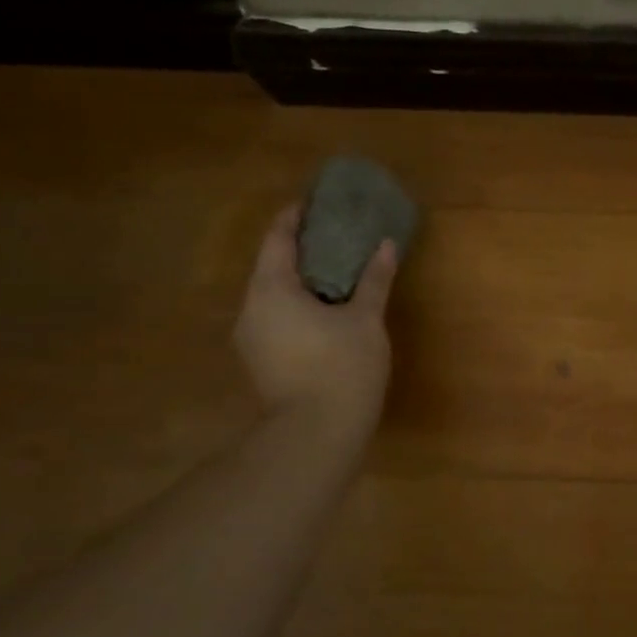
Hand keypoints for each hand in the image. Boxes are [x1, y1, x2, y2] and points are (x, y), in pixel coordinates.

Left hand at [233, 204, 397, 443]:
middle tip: (333, 237)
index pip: (277, 239)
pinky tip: (325, 312)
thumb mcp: (365, 319)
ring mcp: (251, 338)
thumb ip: (374, 280)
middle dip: (301, 250)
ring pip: (273, 296)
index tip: (313, 203)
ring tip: (333, 273)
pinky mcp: (260, 362)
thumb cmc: (342, 367)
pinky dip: (297, 306)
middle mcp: (251, 308)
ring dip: (300, 281)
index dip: (295, 217)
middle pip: (272, 266)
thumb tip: (386, 245)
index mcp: (271, 289)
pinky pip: (276, 319)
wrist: (316, 433)